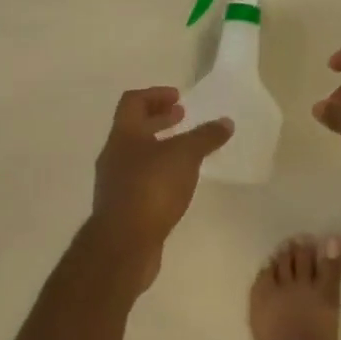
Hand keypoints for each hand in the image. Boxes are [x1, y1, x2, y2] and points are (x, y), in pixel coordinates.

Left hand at [89, 87, 232, 290]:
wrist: (123, 244)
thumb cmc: (151, 188)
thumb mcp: (185, 156)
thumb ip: (205, 137)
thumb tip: (226, 122)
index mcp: (124, 135)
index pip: (134, 102)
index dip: (156, 95)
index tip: (180, 98)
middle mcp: (114, 155)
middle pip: (134, 128)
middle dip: (159, 120)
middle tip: (183, 118)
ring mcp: (115, 183)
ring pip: (137, 155)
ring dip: (160, 147)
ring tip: (186, 152)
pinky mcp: (122, 208)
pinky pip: (141, 180)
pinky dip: (159, 173)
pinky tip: (178, 184)